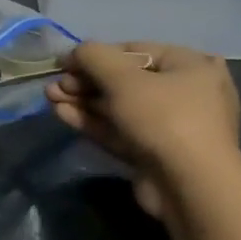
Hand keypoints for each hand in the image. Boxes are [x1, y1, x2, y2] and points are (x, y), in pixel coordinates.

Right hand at [45, 41, 240, 221]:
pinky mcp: (155, 154)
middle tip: (55, 85)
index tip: (64, 63)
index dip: (96, 55)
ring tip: (50, 97)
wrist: (190, 188)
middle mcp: (185, 93)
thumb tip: (75, 53)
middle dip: (85, 81)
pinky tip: (61, 114)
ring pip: (118, 107)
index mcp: (190, 66)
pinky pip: (120, 130)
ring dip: (83, 101)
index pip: (135, 51)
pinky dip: (92, 121)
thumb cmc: (163, 118)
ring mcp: (170, 127)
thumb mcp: (123, 78)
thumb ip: (93, 57)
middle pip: (124, 81)